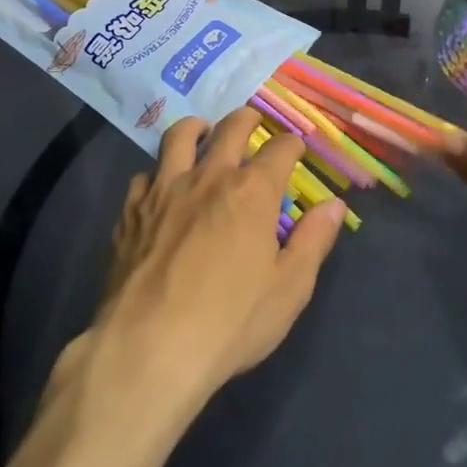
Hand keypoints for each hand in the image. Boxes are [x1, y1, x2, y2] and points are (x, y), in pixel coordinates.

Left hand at [82, 109, 345, 419]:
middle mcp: (209, 176)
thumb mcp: (289, 289)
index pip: (280, 149)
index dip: (292, 144)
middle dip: (248, 119)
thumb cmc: (229, 322)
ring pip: (180, 137)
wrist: (148, 347)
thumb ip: (313, 241)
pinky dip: (157, 173)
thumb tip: (334, 205)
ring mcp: (165, 189)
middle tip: (253, 119)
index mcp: (252, 192)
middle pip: (231, 128)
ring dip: (197, 128)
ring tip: (203, 131)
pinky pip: (144, 175)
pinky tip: (160, 187)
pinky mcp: (131, 210)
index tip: (296, 147)